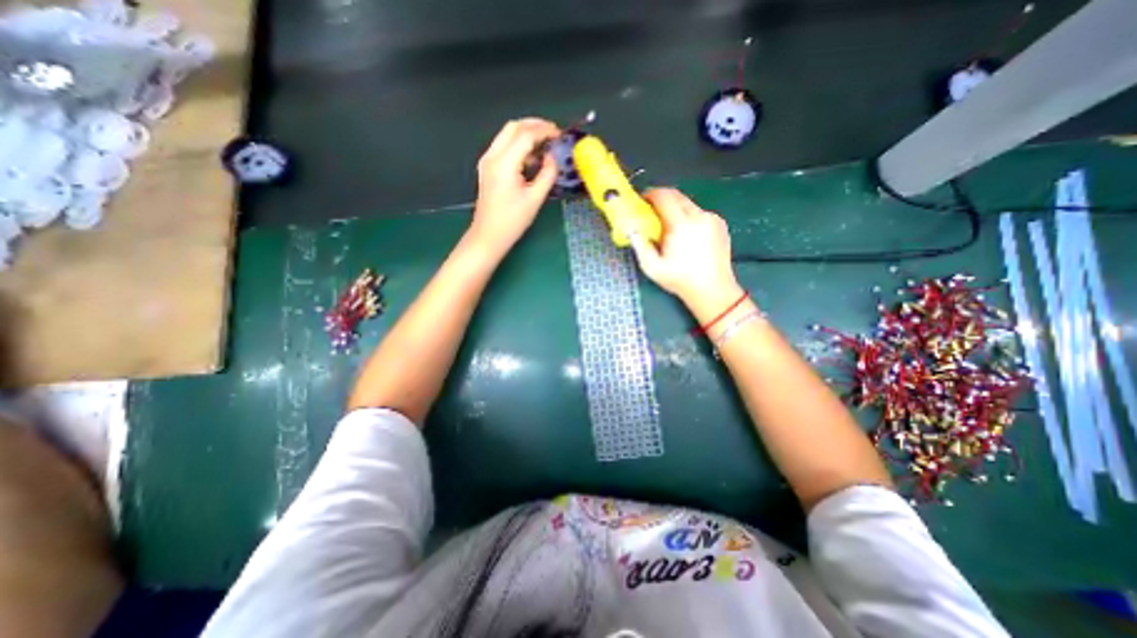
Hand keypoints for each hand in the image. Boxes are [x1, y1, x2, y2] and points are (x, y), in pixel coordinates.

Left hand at [469, 116, 560, 250]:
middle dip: (534, 125)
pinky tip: (532, 157)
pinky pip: (503, 146)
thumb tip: (552, 158)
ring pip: (507, 134)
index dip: (544, 130)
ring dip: (526, 133)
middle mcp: (492, 156)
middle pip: (513, 127)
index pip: (525, 135)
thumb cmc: (512, 221)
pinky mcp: (488, 167)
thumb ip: (547, 175)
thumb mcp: (535, 199)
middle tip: (553, 133)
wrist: (488, 235)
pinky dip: (518, 144)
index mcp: (504, 164)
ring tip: (545, 144)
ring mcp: (487, 160)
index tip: (560, 134)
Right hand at [627, 188, 743, 316]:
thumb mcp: (652, 267)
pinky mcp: (720, 224)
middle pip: (677, 195)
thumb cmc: (680, 280)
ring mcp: (712, 219)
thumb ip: (639, 245)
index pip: (664, 197)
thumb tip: (631, 229)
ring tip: (668, 227)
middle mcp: (699, 217)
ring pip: (689, 204)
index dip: (651, 194)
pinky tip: (686, 235)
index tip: (642, 200)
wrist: (713, 290)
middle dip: (662, 199)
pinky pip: (699, 213)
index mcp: (681, 225)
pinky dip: (689, 217)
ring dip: (675, 209)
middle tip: (652, 211)